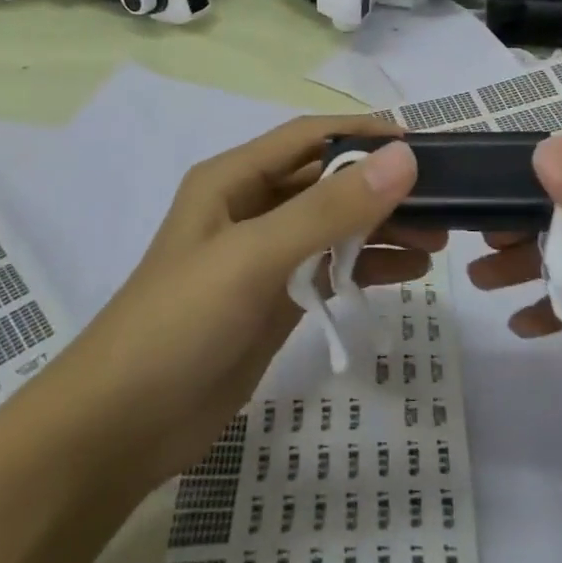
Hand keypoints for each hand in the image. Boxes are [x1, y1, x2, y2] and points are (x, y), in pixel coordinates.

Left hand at [53, 116, 428, 495]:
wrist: (120, 428)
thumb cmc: (180, 322)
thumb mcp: (255, 256)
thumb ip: (330, 209)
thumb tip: (403, 158)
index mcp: (234, 179)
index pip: (309, 137)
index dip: (362, 133)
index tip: (419, 145)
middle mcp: (250, 208)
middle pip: (327, 182)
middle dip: (381, 187)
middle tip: (441, 204)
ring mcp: (263, 256)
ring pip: (334, 226)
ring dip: (382, 228)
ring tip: (437, 243)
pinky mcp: (274, 300)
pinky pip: (330, 268)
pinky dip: (367, 266)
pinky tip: (407, 274)